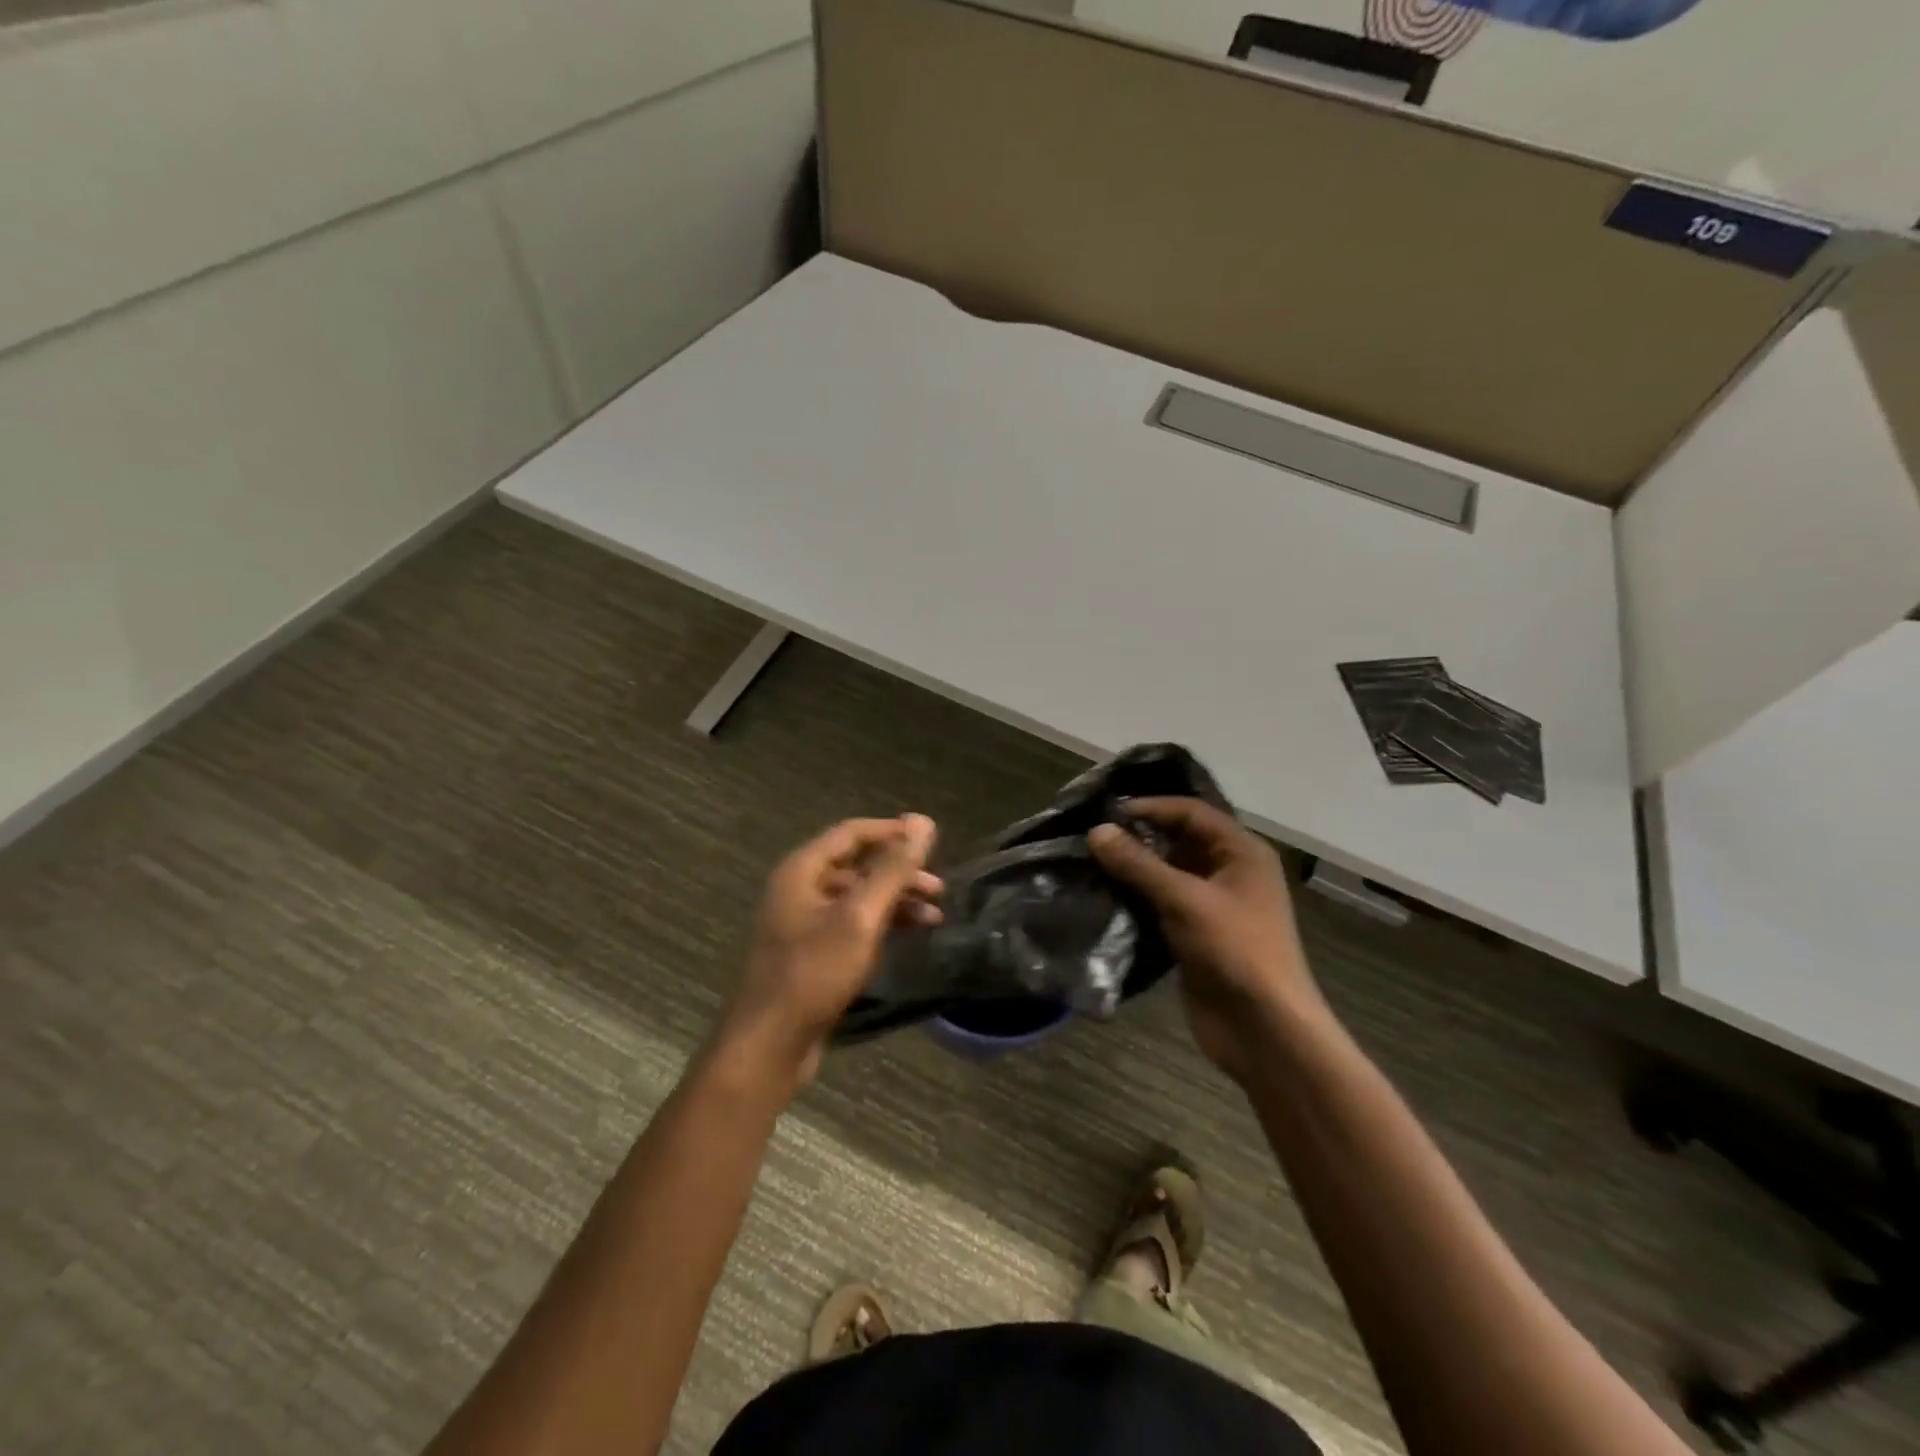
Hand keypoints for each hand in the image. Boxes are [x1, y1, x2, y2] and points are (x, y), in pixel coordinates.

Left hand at [719, 814, 941, 1087]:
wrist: (769, 1044)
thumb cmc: (814, 972)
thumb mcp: (860, 916)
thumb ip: (892, 869)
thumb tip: (922, 821)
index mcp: (802, 870)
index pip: (852, 833)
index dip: (892, 832)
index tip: (931, 840)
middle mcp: (799, 888)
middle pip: (856, 865)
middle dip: (899, 872)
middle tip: (938, 888)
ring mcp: (803, 922)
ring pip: (857, 897)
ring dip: (895, 901)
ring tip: (933, 917)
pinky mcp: (810, 952)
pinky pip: (851, 924)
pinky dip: (880, 924)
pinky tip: (907, 937)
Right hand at [1089, 798, 1317, 1082]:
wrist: (1264, 1029)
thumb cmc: (1235, 950)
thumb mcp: (1185, 899)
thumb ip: (1139, 864)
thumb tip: (1097, 831)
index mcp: (1242, 853)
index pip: (1192, 813)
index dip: (1152, 807)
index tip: (1108, 812)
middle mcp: (1230, 872)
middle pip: (1180, 841)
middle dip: (1140, 838)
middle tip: (1095, 836)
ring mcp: (1214, 906)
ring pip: (1169, 874)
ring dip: (1135, 870)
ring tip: (1092, 863)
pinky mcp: (1197, 934)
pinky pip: (1163, 904)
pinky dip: (1138, 899)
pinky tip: (1106, 896)